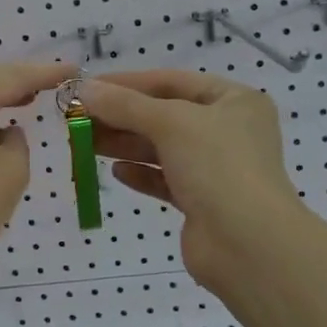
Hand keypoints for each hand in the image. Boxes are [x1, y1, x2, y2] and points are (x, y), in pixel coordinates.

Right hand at [78, 70, 306, 292]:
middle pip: (165, 115)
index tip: (87, 87)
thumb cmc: (218, 167)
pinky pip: (166, 180)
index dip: (128, 83)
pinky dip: (141, 173)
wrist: (249, 245)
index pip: (173, 82)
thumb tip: (83, 89)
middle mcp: (229, 131)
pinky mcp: (203, 202)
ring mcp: (217, 168)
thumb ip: (125, 105)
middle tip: (78, 118)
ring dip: (125, 144)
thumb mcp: (171, 123)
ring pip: (162, 149)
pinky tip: (116, 172)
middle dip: (121, 116)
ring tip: (84, 142)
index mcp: (234, 101)